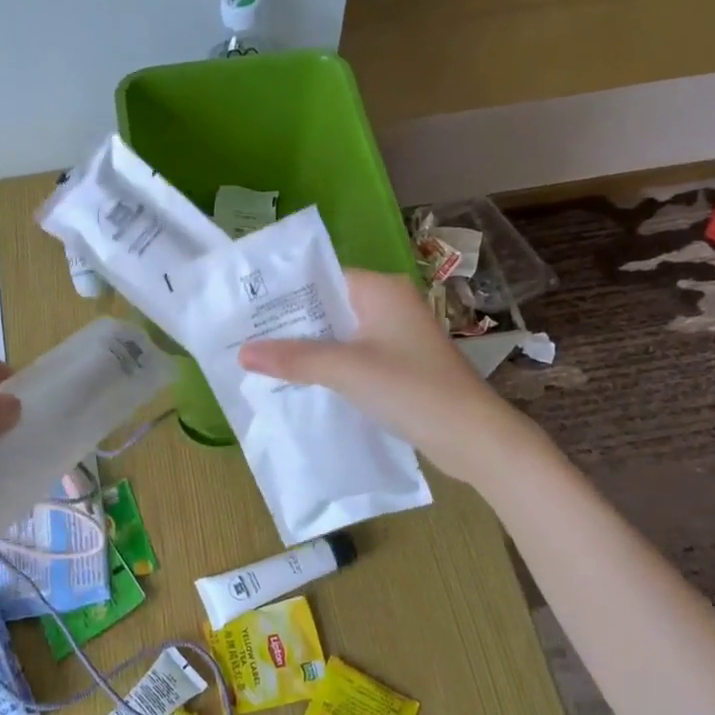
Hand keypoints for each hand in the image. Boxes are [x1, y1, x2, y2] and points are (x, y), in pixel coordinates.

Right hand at [237, 271, 515, 477]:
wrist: (472, 437)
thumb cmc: (411, 389)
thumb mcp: (345, 370)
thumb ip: (293, 358)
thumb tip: (242, 352)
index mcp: (380, 290)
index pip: (321, 278)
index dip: (283, 293)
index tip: (244, 309)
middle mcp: (389, 305)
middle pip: (327, 307)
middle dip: (289, 325)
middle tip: (243, 337)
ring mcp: (395, 336)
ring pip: (338, 335)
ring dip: (306, 349)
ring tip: (260, 360)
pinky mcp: (398, 365)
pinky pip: (351, 357)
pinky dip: (326, 367)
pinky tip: (298, 382)